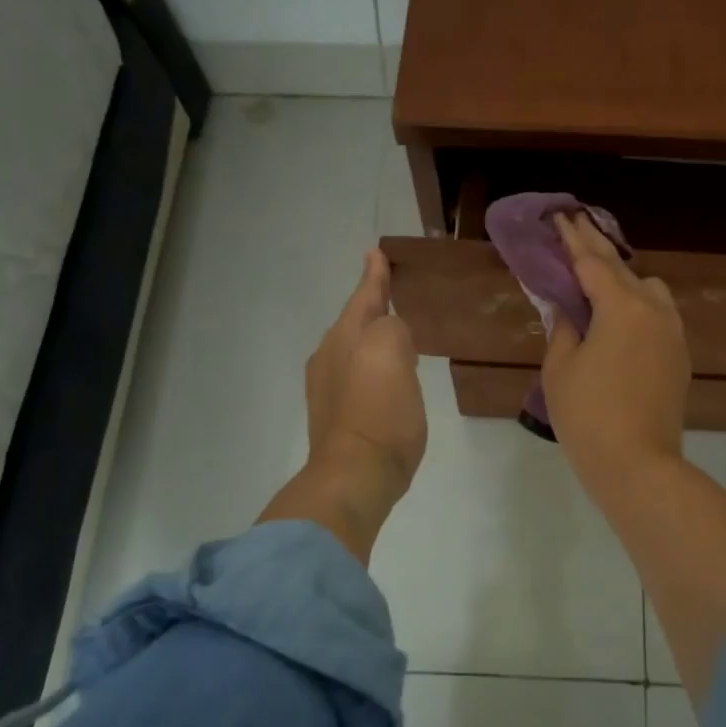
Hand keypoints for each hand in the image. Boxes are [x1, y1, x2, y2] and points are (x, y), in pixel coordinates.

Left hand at [260, 249, 425, 561]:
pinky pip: (358, 376)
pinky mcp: (337, 416)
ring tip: (396, 335)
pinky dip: (373, 367)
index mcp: (345, 336)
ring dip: (373, 338)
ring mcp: (329, 388)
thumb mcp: (393, 352)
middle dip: (373, 307)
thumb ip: (393, 328)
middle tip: (392, 294)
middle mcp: (330, 356)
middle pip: (356, 321)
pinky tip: (387, 378)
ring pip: (355, 348)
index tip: (375, 251)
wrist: (356, 474)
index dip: (374, 275)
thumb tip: (390, 336)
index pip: (365, 296)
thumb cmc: (379, 410)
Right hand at [542, 213, 689, 494]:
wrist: (638, 465)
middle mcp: (654, 311)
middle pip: (621, 269)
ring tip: (598, 281)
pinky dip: (638, 304)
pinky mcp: (680, 356)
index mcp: (622, 308)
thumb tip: (569, 308)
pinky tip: (621, 317)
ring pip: (649, 290)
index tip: (561, 217)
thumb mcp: (560, 368)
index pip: (592, 263)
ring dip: (623, 279)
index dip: (573, 239)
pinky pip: (658, 314)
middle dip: (596, 247)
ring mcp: (673, 333)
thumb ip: (563, 327)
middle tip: (577, 225)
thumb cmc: (588, 416)